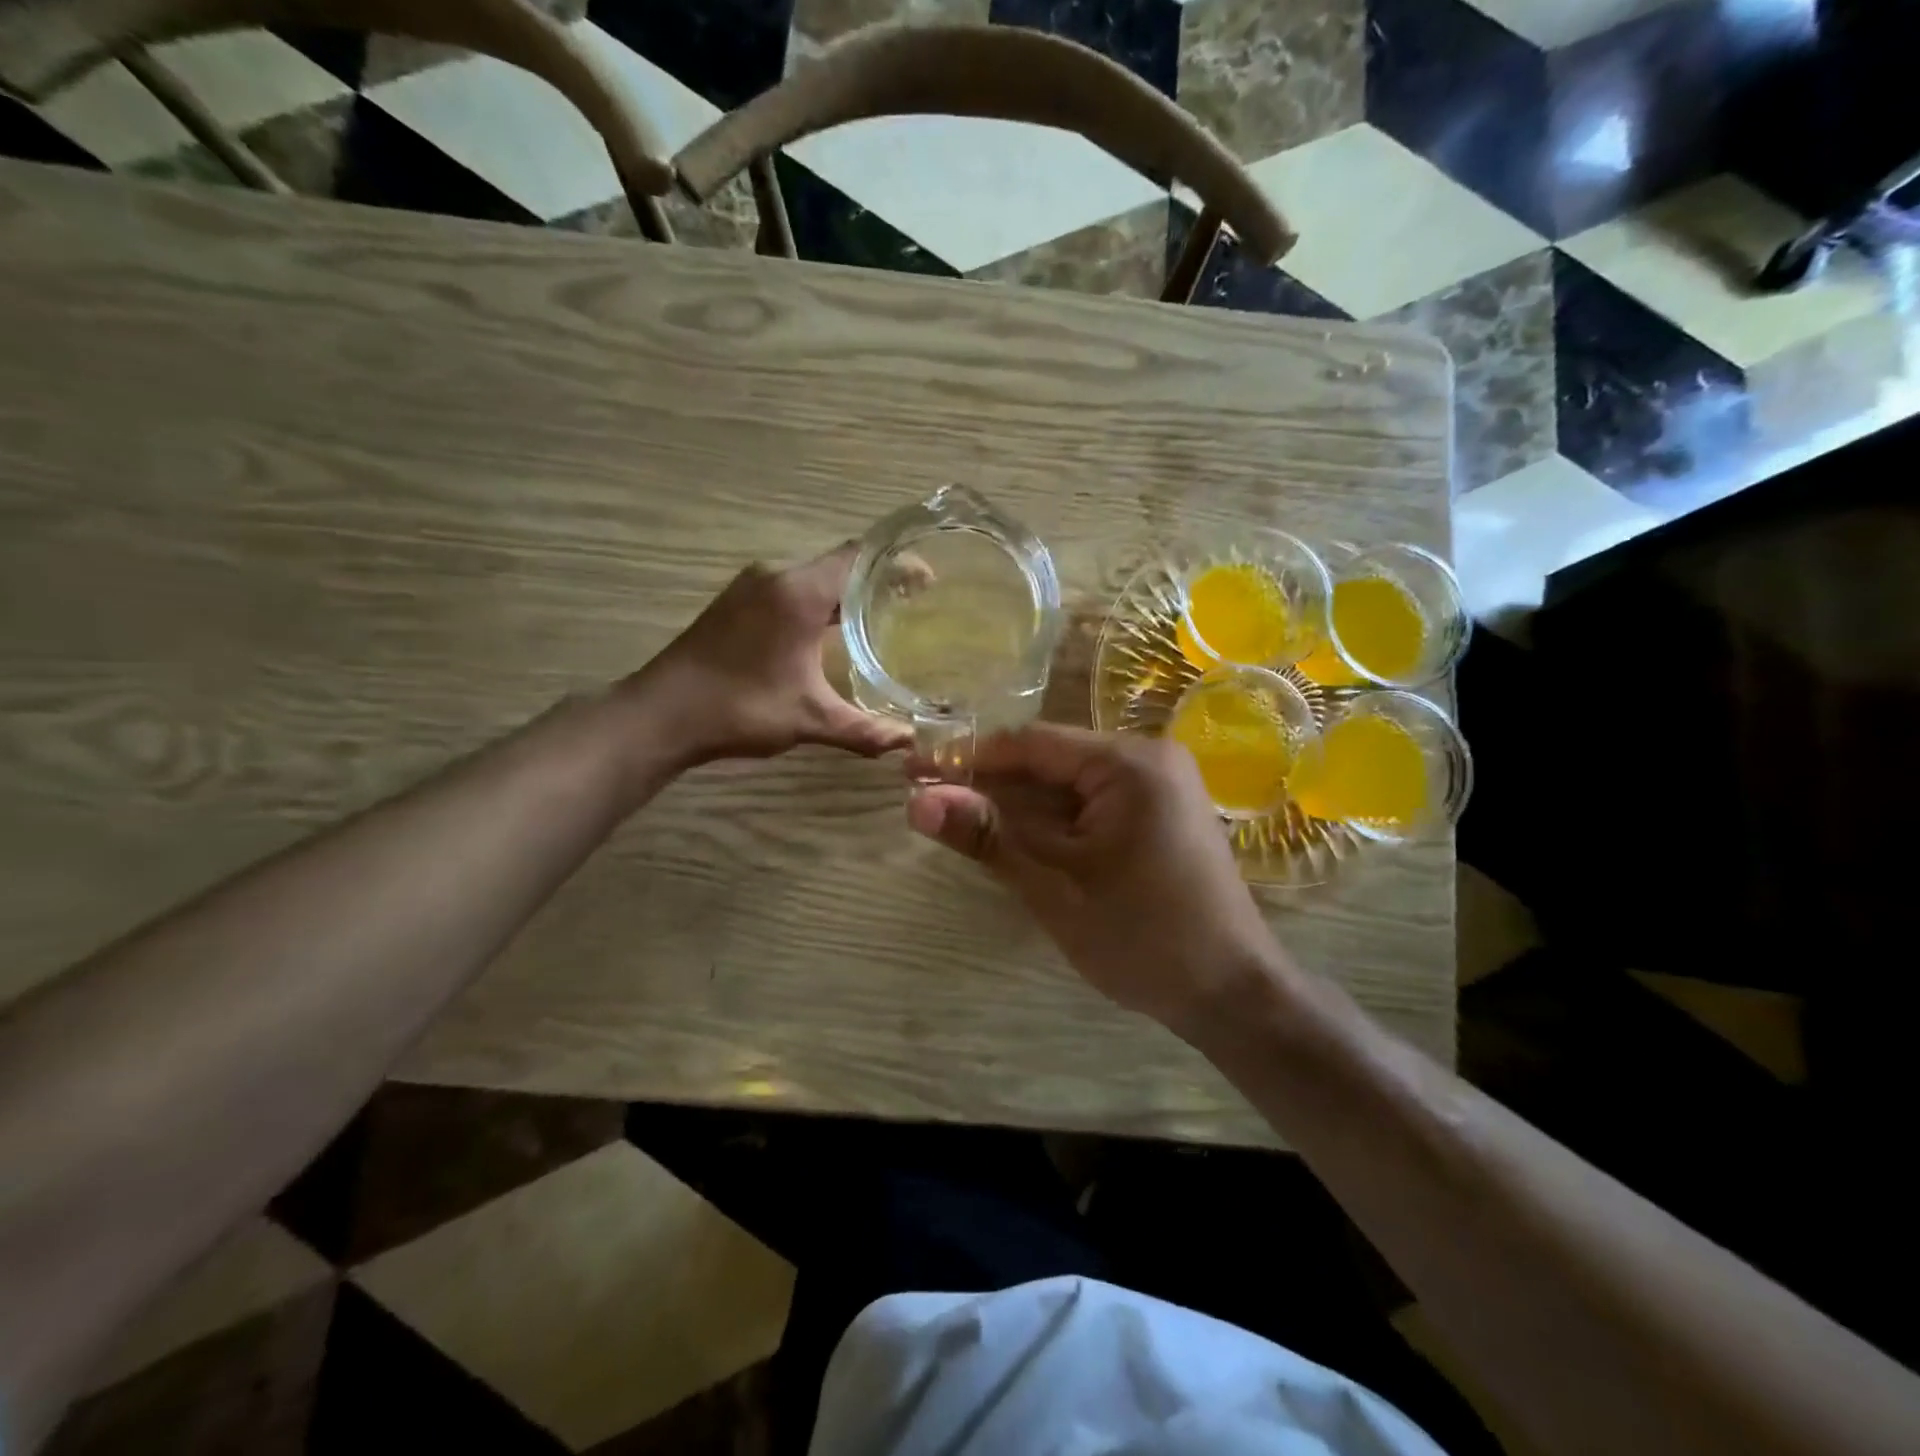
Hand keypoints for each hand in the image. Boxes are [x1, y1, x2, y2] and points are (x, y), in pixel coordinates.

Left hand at [632, 543, 910, 765]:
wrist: (661, 714)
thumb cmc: (739, 708)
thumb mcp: (808, 720)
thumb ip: (863, 729)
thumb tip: (908, 741)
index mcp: (798, 592)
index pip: (860, 558)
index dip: (897, 564)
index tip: (929, 579)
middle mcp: (776, 576)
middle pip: (839, 563)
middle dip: (878, 577)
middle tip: (914, 600)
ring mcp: (751, 586)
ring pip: (813, 575)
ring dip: (846, 590)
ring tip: (881, 613)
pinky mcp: (737, 601)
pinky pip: (791, 588)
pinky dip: (819, 600)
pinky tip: (831, 630)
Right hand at [906, 725, 1280, 1033]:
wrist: (1233, 996)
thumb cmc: (1143, 938)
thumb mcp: (1055, 886)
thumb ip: (988, 836)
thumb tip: (916, 802)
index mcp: (1130, 762)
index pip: (1031, 743)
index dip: (968, 757)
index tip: (913, 772)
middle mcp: (1148, 760)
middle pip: (1050, 761)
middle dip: (990, 785)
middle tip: (929, 803)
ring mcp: (1158, 788)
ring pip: (1068, 786)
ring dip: (1017, 807)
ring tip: (960, 823)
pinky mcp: (1159, 817)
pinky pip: (1090, 806)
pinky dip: (1051, 823)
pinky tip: (1014, 840)